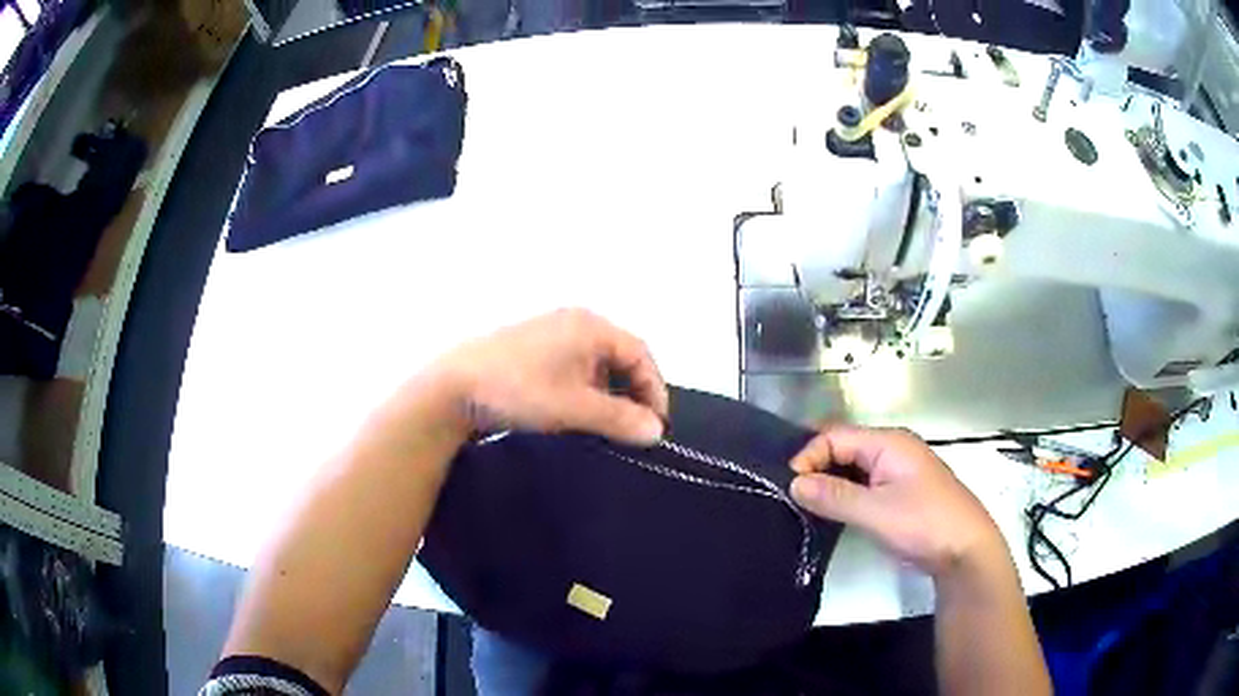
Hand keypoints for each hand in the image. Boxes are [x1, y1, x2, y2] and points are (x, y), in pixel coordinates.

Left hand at [435, 309, 668, 445]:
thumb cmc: (519, 390)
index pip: (640, 354)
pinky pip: (573, 366)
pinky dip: (583, 390)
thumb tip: (657, 432)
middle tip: (632, 427)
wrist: (452, 387)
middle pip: (620, 357)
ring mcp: (550, 333)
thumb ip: (620, 419)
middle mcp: (574, 322)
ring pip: (595, 364)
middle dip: (631, 392)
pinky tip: (574, 413)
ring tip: (605, 424)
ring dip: (607, 394)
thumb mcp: (575, 408)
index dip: (654, 390)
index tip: (655, 426)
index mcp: (590, 326)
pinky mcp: (532, 348)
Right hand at [788, 425, 1002, 578]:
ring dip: (829, 482)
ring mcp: (897, 470)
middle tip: (791, 496)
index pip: (835, 436)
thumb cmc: (924, 523)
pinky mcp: (899, 491)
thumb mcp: (876, 512)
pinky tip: (830, 511)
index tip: (789, 487)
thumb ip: (834, 496)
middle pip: (843, 447)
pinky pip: (863, 483)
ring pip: (853, 467)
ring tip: (804, 505)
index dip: (808, 457)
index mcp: (888, 442)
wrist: (966, 549)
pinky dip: (844, 493)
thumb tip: (794, 484)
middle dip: (816, 467)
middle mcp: (892, 448)